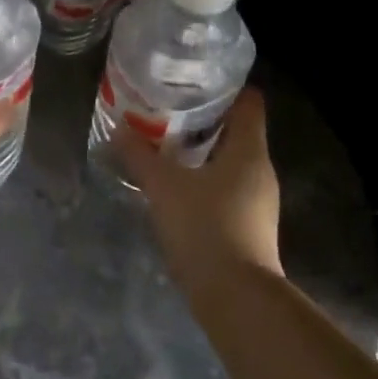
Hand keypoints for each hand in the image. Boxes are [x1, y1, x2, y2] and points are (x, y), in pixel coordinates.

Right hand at [115, 89, 282, 287]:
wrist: (234, 296)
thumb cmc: (205, 227)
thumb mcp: (163, 185)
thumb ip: (138, 155)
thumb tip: (118, 128)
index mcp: (249, 150)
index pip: (249, 102)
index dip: (225, 87)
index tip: (193, 82)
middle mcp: (260, 170)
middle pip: (237, 130)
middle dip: (203, 119)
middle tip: (167, 109)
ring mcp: (258, 201)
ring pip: (230, 161)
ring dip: (201, 151)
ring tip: (164, 144)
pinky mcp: (248, 225)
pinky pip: (226, 188)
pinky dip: (204, 179)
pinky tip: (175, 185)